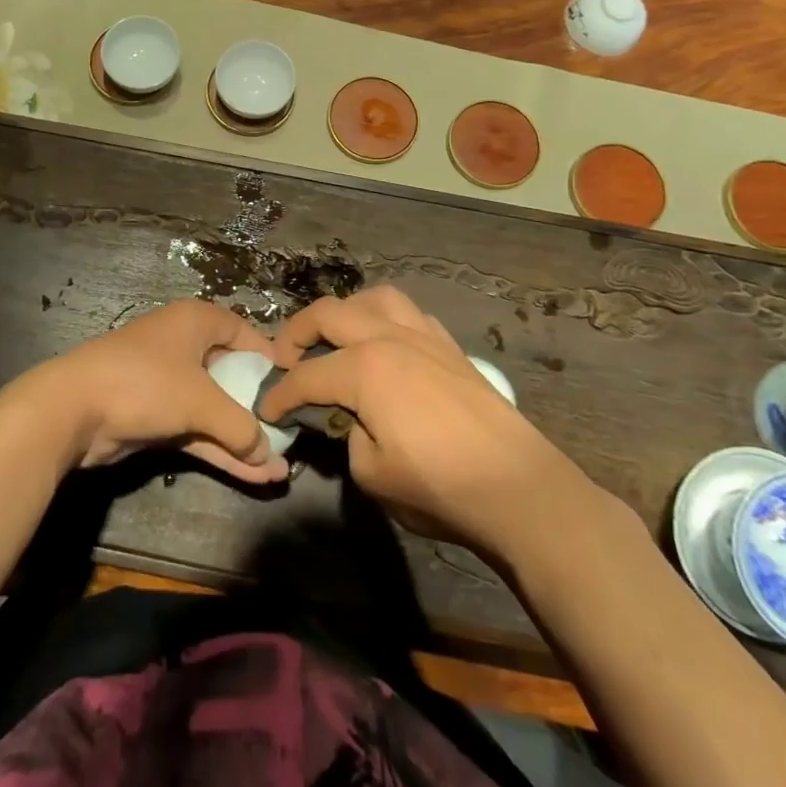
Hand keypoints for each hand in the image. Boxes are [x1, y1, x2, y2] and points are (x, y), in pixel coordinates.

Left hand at [30, 300, 290, 485]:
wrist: (73, 409)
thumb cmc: (145, 383)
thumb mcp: (201, 400)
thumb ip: (240, 426)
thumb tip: (268, 453)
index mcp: (196, 321)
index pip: (244, 333)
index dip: (270, 359)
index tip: (295, 388)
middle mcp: (184, 346)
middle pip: (232, 376)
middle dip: (259, 411)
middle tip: (291, 438)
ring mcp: (168, 383)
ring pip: (215, 410)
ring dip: (243, 439)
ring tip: (280, 470)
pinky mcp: (155, 415)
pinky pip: (197, 430)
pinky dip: (220, 450)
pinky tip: (253, 476)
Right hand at [261, 286, 593, 551]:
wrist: (518, 488)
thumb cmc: (440, 486)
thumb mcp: (371, 474)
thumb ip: (346, 436)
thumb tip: (346, 420)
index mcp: (364, 368)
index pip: (306, 376)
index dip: (280, 394)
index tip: (267, 410)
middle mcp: (389, 338)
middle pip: (328, 314)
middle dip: (296, 333)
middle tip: (285, 360)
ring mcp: (424, 336)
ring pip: (373, 298)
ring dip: (345, 312)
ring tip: (336, 337)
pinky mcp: (450, 346)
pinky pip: (409, 314)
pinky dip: (385, 319)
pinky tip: (385, 343)